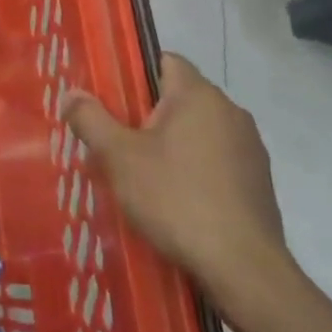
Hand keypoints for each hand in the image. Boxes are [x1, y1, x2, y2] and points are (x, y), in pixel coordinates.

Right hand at [60, 53, 286, 303]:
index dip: (134, 73)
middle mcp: (230, 111)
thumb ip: (90, 119)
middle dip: (148, 114)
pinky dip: (196, 169)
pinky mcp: (260, 183)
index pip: (165, 60)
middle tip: (117, 140)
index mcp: (198, 95)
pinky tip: (177, 199)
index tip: (111, 99)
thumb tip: (71, 93)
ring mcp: (251, 148)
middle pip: (180, 97)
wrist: (245, 271)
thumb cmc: (176, 199)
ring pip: (199, 130)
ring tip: (143, 173)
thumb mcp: (119, 157)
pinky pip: (217, 160)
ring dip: (173, 144)